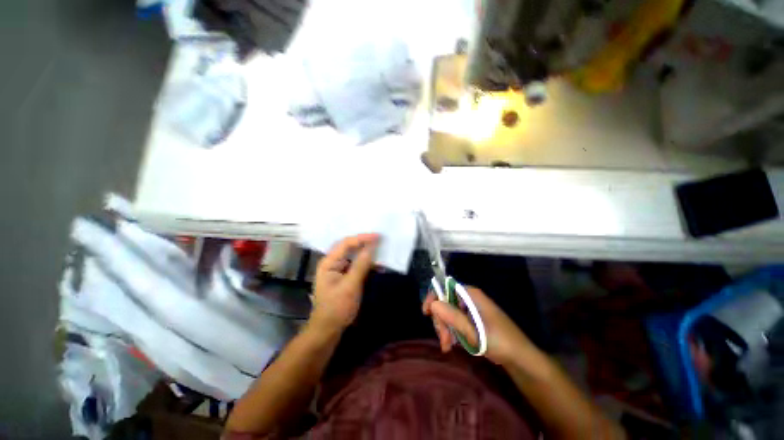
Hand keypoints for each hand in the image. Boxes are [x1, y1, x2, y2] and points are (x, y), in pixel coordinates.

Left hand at [310, 234, 378, 332]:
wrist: (328, 330)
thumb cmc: (337, 308)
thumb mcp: (350, 286)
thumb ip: (361, 265)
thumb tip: (372, 247)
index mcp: (329, 262)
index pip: (346, 243)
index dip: (362, 238)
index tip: (378, 236)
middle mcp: (332, 263)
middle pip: (349, 247)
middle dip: (364, 242)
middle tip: (380, 239)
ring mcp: (338, 270)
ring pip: (353, 255)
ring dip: (366, 252)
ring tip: (380, 248)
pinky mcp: (344, 277)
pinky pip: (356, 265)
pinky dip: (366, 263)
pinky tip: (377, 264)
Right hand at [423, 285, 532, 364]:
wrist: (520, 359)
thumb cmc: (500, 342)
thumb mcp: (476, 332)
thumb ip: (454, 318)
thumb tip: (433, 304)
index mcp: (471, 295)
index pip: (446, 287)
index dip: (434, 297)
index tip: (426, 313)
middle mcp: (469, 299)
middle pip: (445, 302)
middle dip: (440, 320)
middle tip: (443, 340)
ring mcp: (470, 309)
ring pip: (448, 313)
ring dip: (444, 328)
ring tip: (447, 346)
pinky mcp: (471, 320)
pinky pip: (455, 321)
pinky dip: (450, 332)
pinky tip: (451, 345)